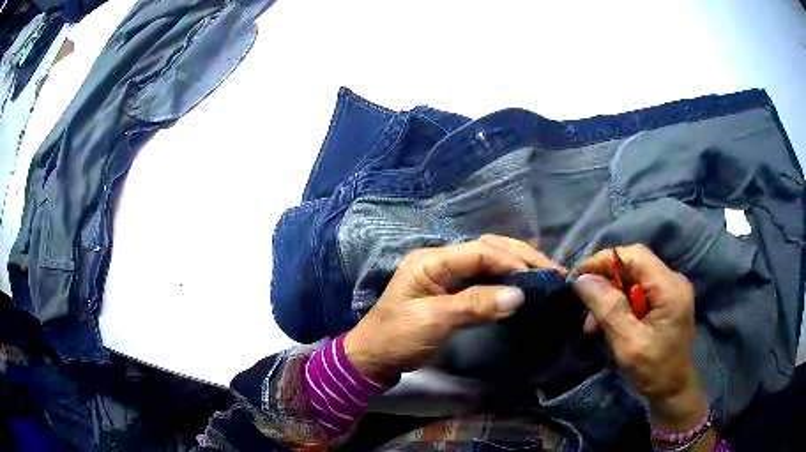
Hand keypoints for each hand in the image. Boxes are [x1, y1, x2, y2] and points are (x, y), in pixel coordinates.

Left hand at [344, 234, 560, 382]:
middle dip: (520, 256)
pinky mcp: (454, 291)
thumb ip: (475, 305)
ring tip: (545, 275)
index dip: (511, 260)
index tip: (538, 276)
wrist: (376, 357)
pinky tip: (524, 286)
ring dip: (517, 266)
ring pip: (489, 262)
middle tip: (551, 271)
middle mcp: (441, 260)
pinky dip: (506, 281)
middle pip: (487, 249)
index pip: (479, 251)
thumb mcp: (433, 321)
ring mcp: (448, 275)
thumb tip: (519, 295)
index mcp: (430, 260)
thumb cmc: (398, 337)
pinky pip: (485, 280)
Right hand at [571, 244, 707, 431]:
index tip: (578, 276)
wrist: (673, 391)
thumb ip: (608, 309)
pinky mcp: (664, 301)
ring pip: (632, 280)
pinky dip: (619, 306)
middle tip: (586, 312)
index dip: (605, 261)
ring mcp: (669, 291)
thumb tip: (581, 280)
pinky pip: (636, 293)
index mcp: (670, 288)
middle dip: (606, 285)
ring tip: (593, 327)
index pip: (635, 256)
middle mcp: (672, 281)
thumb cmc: (655, 371)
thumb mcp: (629, 343)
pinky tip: (607, 325)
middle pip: (633, 267)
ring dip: (610, 299)